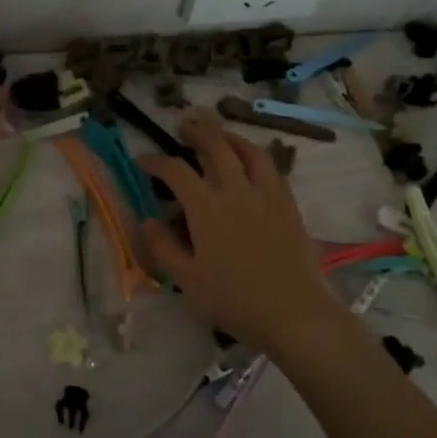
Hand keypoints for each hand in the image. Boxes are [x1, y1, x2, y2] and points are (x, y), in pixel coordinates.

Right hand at [137, 110, 342, 350]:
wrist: (294, 312)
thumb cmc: (234, 300)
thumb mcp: (187, 280)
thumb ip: (164, 247)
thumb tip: (149, 221)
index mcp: (206, 207)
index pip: (175, 171)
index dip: (156, 161)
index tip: (143, 160)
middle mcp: (235, 190)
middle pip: (215, 146)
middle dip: (197, 132)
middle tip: (184, 125)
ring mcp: (266, 194)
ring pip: (248, 150)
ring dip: (230, 136)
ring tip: (221, 134)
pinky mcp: (288, 204)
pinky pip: (272, 168)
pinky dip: (256, 156)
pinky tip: (252, 163)